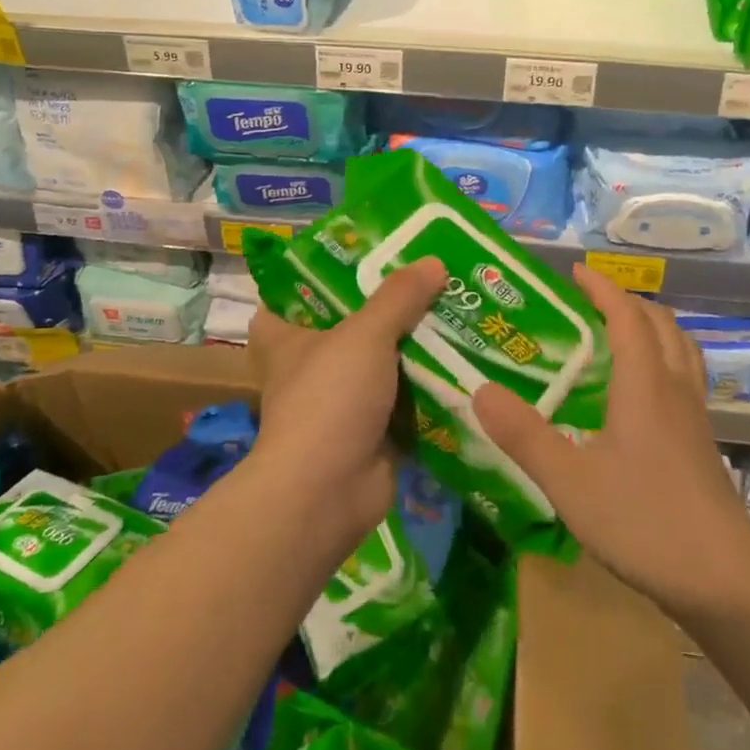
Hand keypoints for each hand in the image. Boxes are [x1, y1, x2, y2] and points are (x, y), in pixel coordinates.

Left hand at [246, 257, 446, 545]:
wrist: (327, 493)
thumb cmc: (329, 398)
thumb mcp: (364, 334)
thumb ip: (398, 297)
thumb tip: (433, 261)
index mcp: (285, 337)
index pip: (292, 295)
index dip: (321, 275)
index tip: (361, 256)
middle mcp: (309, 366)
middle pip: (350, 325)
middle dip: (387, 308)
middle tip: (428, 278)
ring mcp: (341, 401)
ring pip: (381, 363)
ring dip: (413, 348)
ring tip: (455, 312)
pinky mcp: (370, 432)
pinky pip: (404, 401)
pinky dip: (428, 388)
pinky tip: (463, 363)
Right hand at [471, 265, 749, 622]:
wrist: (725, 582)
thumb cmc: (644, 522)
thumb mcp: (569, 481)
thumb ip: (523, 435)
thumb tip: (479, 391)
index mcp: (644, 383)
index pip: (626, 315)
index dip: (601, 288)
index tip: (574, 272)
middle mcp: (674, 388)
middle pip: (659, 323)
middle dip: (625, 301)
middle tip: (588, 301)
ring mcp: (694, 416)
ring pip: (680, 347)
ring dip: (651, 325)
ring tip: (618, 331)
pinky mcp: (702, 442)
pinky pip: (686, 375)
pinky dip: (664, 357)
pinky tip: (642, 390)